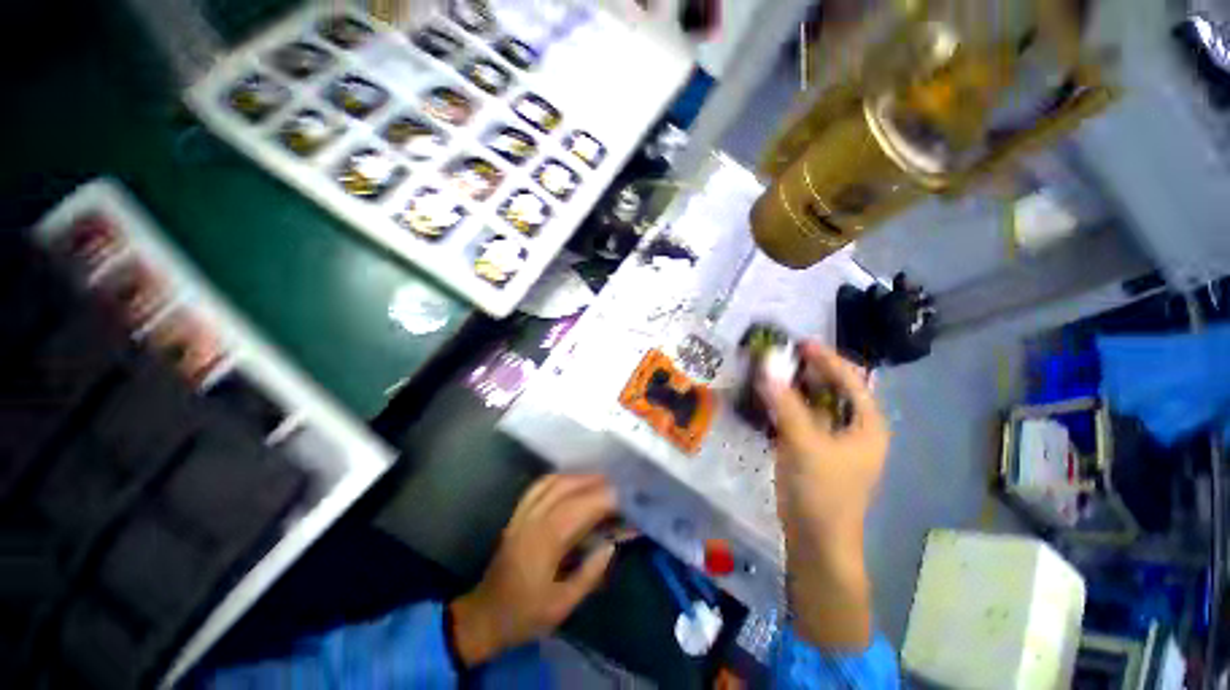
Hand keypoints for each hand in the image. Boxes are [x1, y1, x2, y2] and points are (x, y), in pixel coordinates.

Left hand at [449, 475, 617, 666]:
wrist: (485, 616)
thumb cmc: (525, 615)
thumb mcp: (562, 605)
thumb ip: (589, 574)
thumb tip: (611, 544)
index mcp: (544, 542)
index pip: (579, 508)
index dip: (603, 498)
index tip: (624, 497)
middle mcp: (532, 520)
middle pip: (566, 488)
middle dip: (594, 482)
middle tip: (617, 486)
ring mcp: (522, 515)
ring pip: (552, 482)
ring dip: (578, 477)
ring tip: (599, 480)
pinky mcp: (516, 515)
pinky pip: (538, 486)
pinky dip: (558, 478)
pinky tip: (571, 481)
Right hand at [758, 341, 888, 649]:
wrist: (816, 540)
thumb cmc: (822, 492)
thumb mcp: (804, 443)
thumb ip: (785, 403)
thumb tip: (766, 366)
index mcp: (867, 426)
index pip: (851, 381)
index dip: (827, 360)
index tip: (801, 343)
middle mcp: (855, 430)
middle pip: (834, 390)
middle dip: (810, 371)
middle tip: (782, 355)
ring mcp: (834, 442)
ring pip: (816, 404)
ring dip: (796, 387)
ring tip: (773, 371)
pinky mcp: (815, 451)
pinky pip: (802, 418)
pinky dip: (788, 405)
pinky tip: (770, 398)